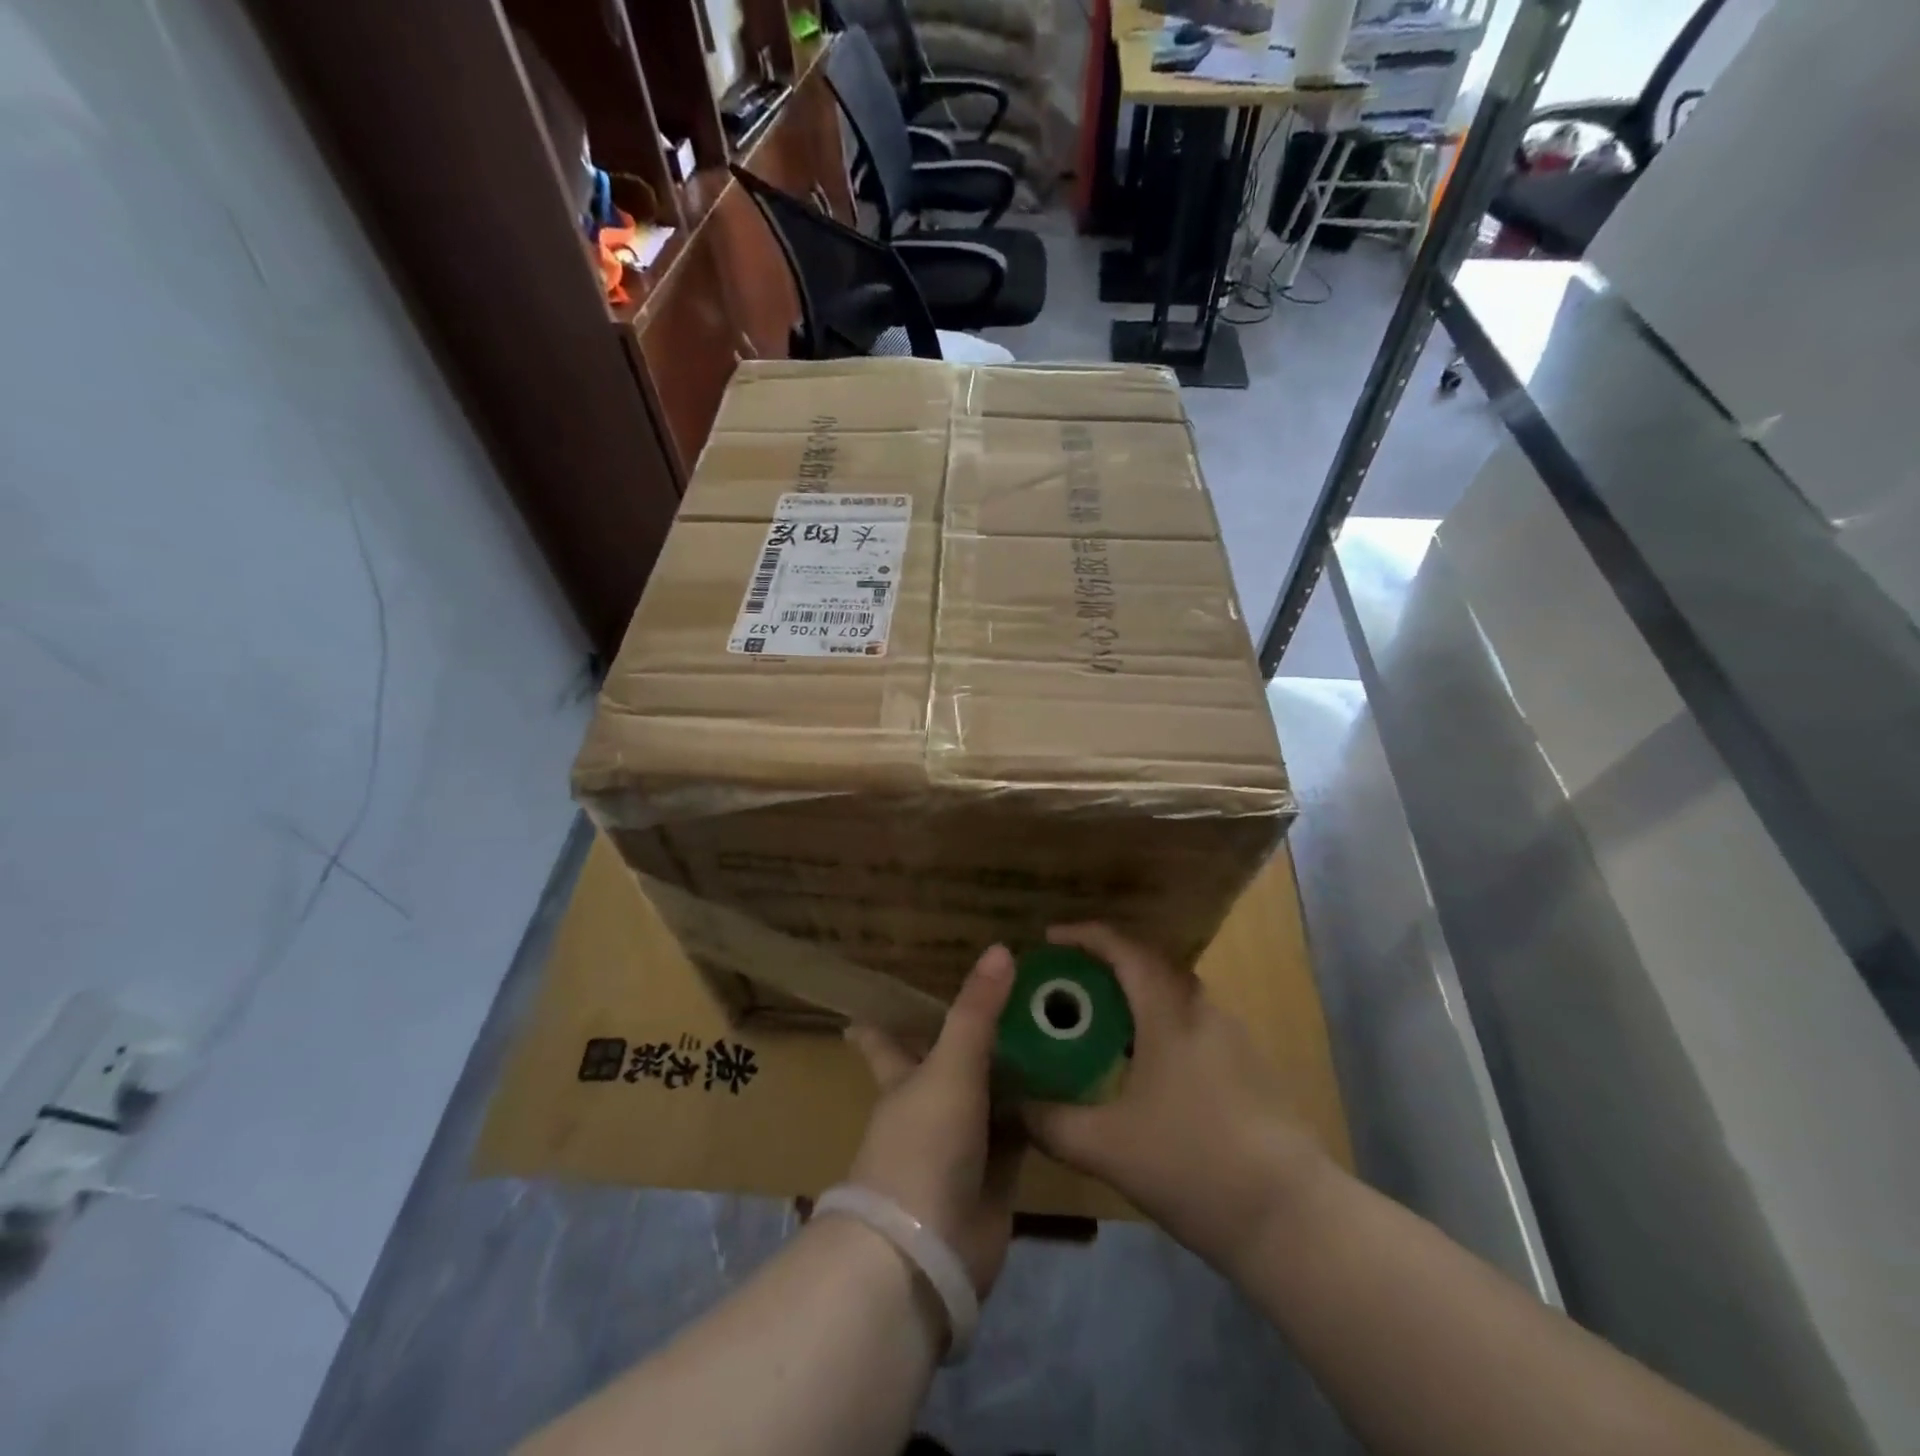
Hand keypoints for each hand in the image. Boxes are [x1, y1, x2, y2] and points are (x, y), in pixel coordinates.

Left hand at [844, 945, 1024, 1295]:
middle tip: (1008, 1001)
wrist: (928, 1251)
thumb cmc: (924, 1145)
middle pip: (948, 1065)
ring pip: (989, 1097)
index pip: (883, 1043)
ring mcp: (962, 1144)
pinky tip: (1067, 1087)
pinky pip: (1021, 1132)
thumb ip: (976, 1012)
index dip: (875, 1026)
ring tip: (1048, 1033)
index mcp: (903, 1080)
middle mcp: (930, 1107)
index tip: (866, 1005)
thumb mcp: (950, 1067)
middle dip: (969, 1039)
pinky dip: (1038, 1113)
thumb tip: (1001, 949)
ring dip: (1013, 1072)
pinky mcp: (996, 1176)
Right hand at [1020, 924, 1329, 1278]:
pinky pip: (1190, 1025)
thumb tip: (1012, 1104)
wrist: (1291, 1218)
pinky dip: (1157, 1027)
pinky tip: (1139, 1068)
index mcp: (1170, 1013)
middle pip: (1149, 965)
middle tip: (1066, 983)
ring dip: (1133, 997)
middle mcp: (1203, 1011)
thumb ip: (1051, 1122)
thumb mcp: (1106, 1147)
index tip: (1048, 939)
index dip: (1084, 935)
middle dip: (1105, 964)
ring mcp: (1232, 1039)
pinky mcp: (1247, 1069)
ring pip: (1173, 997)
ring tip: (1095, 1024)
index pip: (1124, 949)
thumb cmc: (1193, 1164)